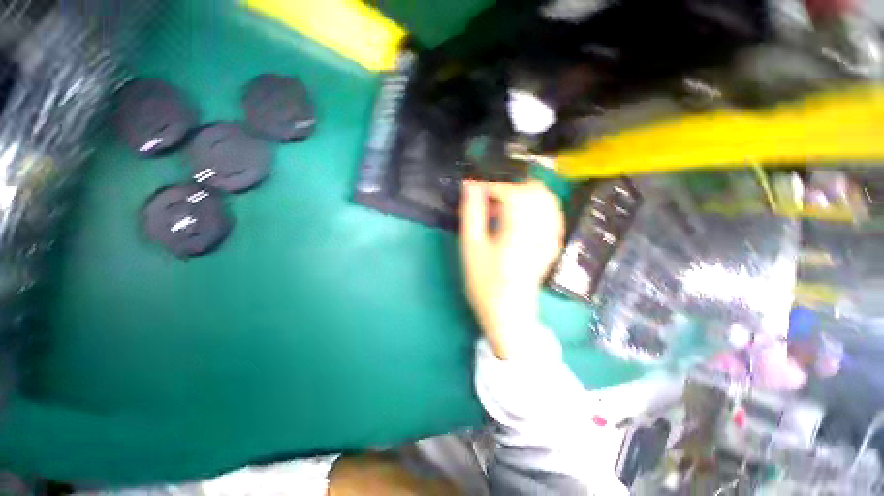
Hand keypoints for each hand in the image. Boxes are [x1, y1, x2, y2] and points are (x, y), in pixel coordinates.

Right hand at [460, 180, 563, 358]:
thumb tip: (470, 186)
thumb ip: (471, 214)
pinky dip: (535, 204)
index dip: (492, 185)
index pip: (513, 193)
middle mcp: (540, 231)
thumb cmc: (484, 283)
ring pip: (546, 198)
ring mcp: (552, 237)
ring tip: (502, 206)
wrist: (509, 311)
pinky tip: (520, 215)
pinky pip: (552, 212)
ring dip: (523, 193)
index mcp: (518, 233)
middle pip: (535, 190)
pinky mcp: (554, 243)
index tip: (475, 188)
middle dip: (509, 186)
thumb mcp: (471, 248)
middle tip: (489, 198)